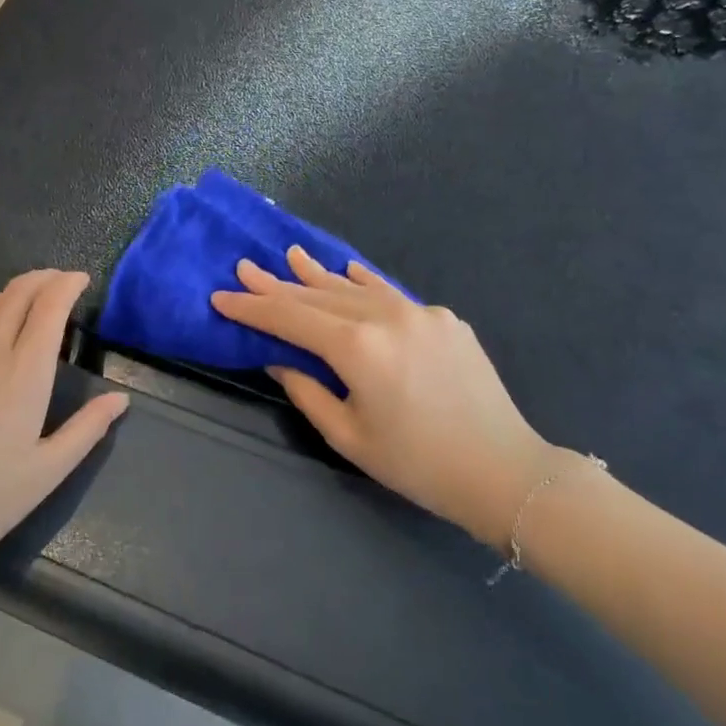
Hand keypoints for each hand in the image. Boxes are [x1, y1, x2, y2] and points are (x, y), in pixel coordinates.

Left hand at [0, 270, 127, 574]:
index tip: (81, 280)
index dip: (68, 284)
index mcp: (24, 371)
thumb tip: (119, 399)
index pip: (50, 305)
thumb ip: (86, 430)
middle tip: (60, 283)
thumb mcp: (45, 473)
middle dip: (44, 279)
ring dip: (14, 293)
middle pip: (19, 293)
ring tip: (27, 301)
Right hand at [210, 247, 553, 547]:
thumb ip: (306, 389)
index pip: (291, 317)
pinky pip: (392, 294)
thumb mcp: (348, 435)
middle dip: (278, 284)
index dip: (253, 306)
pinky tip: (348, 270)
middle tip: (245, 267)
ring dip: (319, 275)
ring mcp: (420, 312)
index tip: (222, 296)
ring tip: (290, 255)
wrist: (503, 470)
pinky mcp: (445, 319)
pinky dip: (365, 283)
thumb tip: (278, 357)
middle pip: (319, 295)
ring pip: (355, 288)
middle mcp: (386, 317)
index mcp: (358, 347)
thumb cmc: (416, 464)